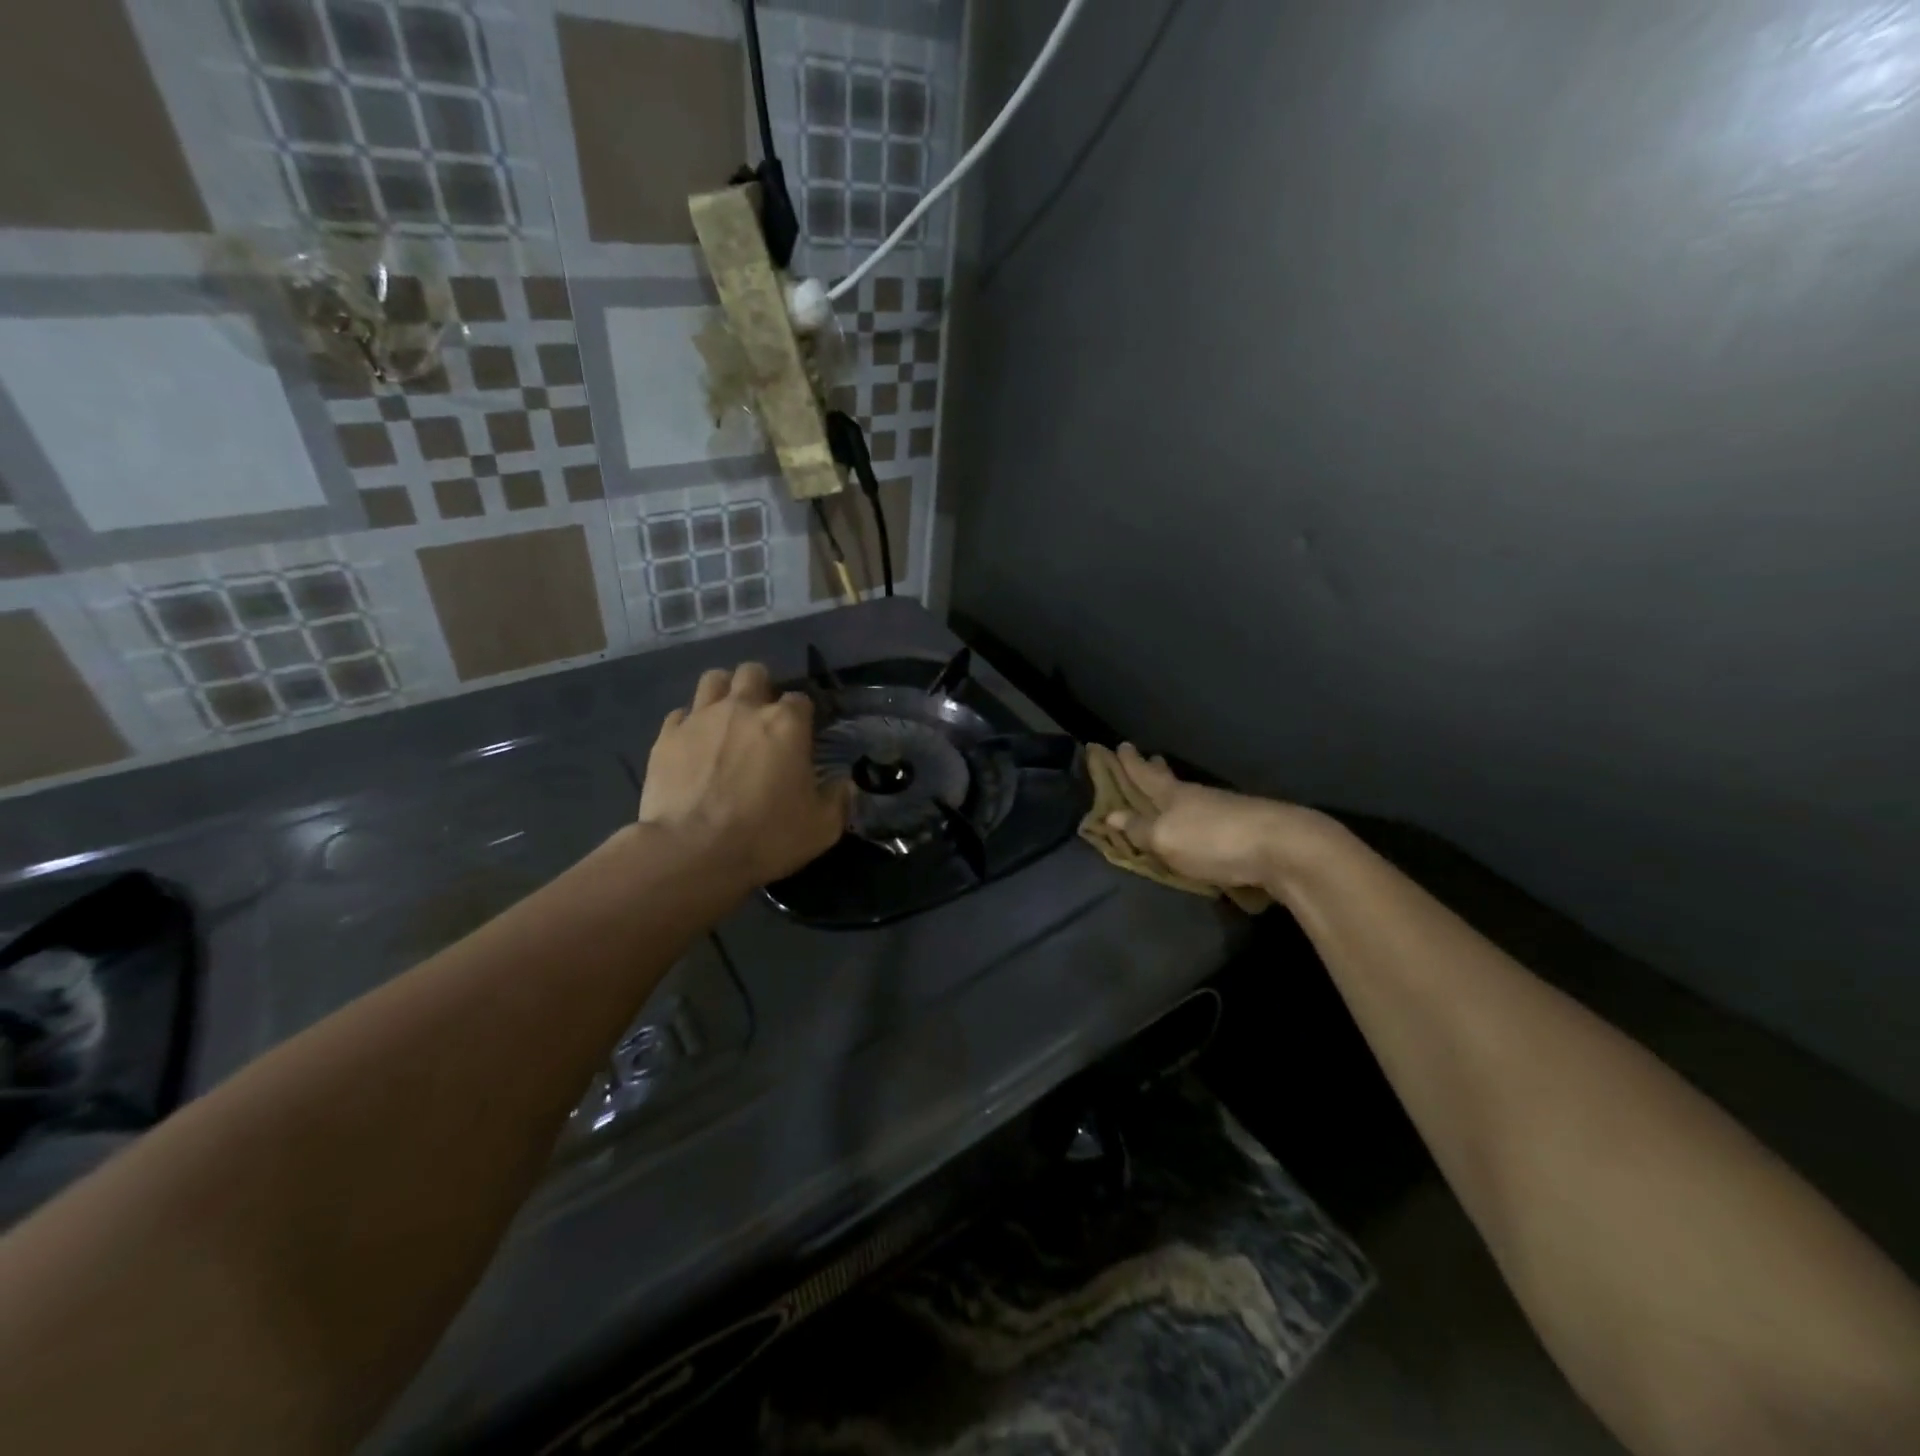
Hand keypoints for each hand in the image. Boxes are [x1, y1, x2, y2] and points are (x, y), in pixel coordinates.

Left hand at [639, 663, 849, 885]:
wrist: (693, 852)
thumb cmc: (766, 836)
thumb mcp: (822, 828)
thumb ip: (838, 799)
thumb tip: (845, 784)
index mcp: (786, 724)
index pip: (801, 699)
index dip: (803, 715)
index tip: (802, 735)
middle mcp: (744, 708)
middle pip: (753, 673)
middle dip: (761, 688)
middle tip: (762, 718)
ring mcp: (701, 718)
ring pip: (714, 680)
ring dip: (724, 692)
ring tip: (726, 718)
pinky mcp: (667, 736)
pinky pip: (680, 714)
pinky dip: (690, 724)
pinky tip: (694, 745)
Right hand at [1105, 743, 1306, 894]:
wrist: (1284, 849)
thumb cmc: (1213, 839)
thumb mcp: (1166, 838)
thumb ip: (1140, 829)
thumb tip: (1112, 814)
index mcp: (1174, 794)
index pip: (1145, 775)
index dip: (1130, 763)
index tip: (1121, 745)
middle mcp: (1198, 797)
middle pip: (1171, 781)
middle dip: (1156, 771)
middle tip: (1149, 758)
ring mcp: (1225, 811)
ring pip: (1192, 798)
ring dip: (1177, 793)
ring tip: (1169, 793)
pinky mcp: (1246, 830)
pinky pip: (1209, 818)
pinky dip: (1197, 815)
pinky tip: (1200, 823)